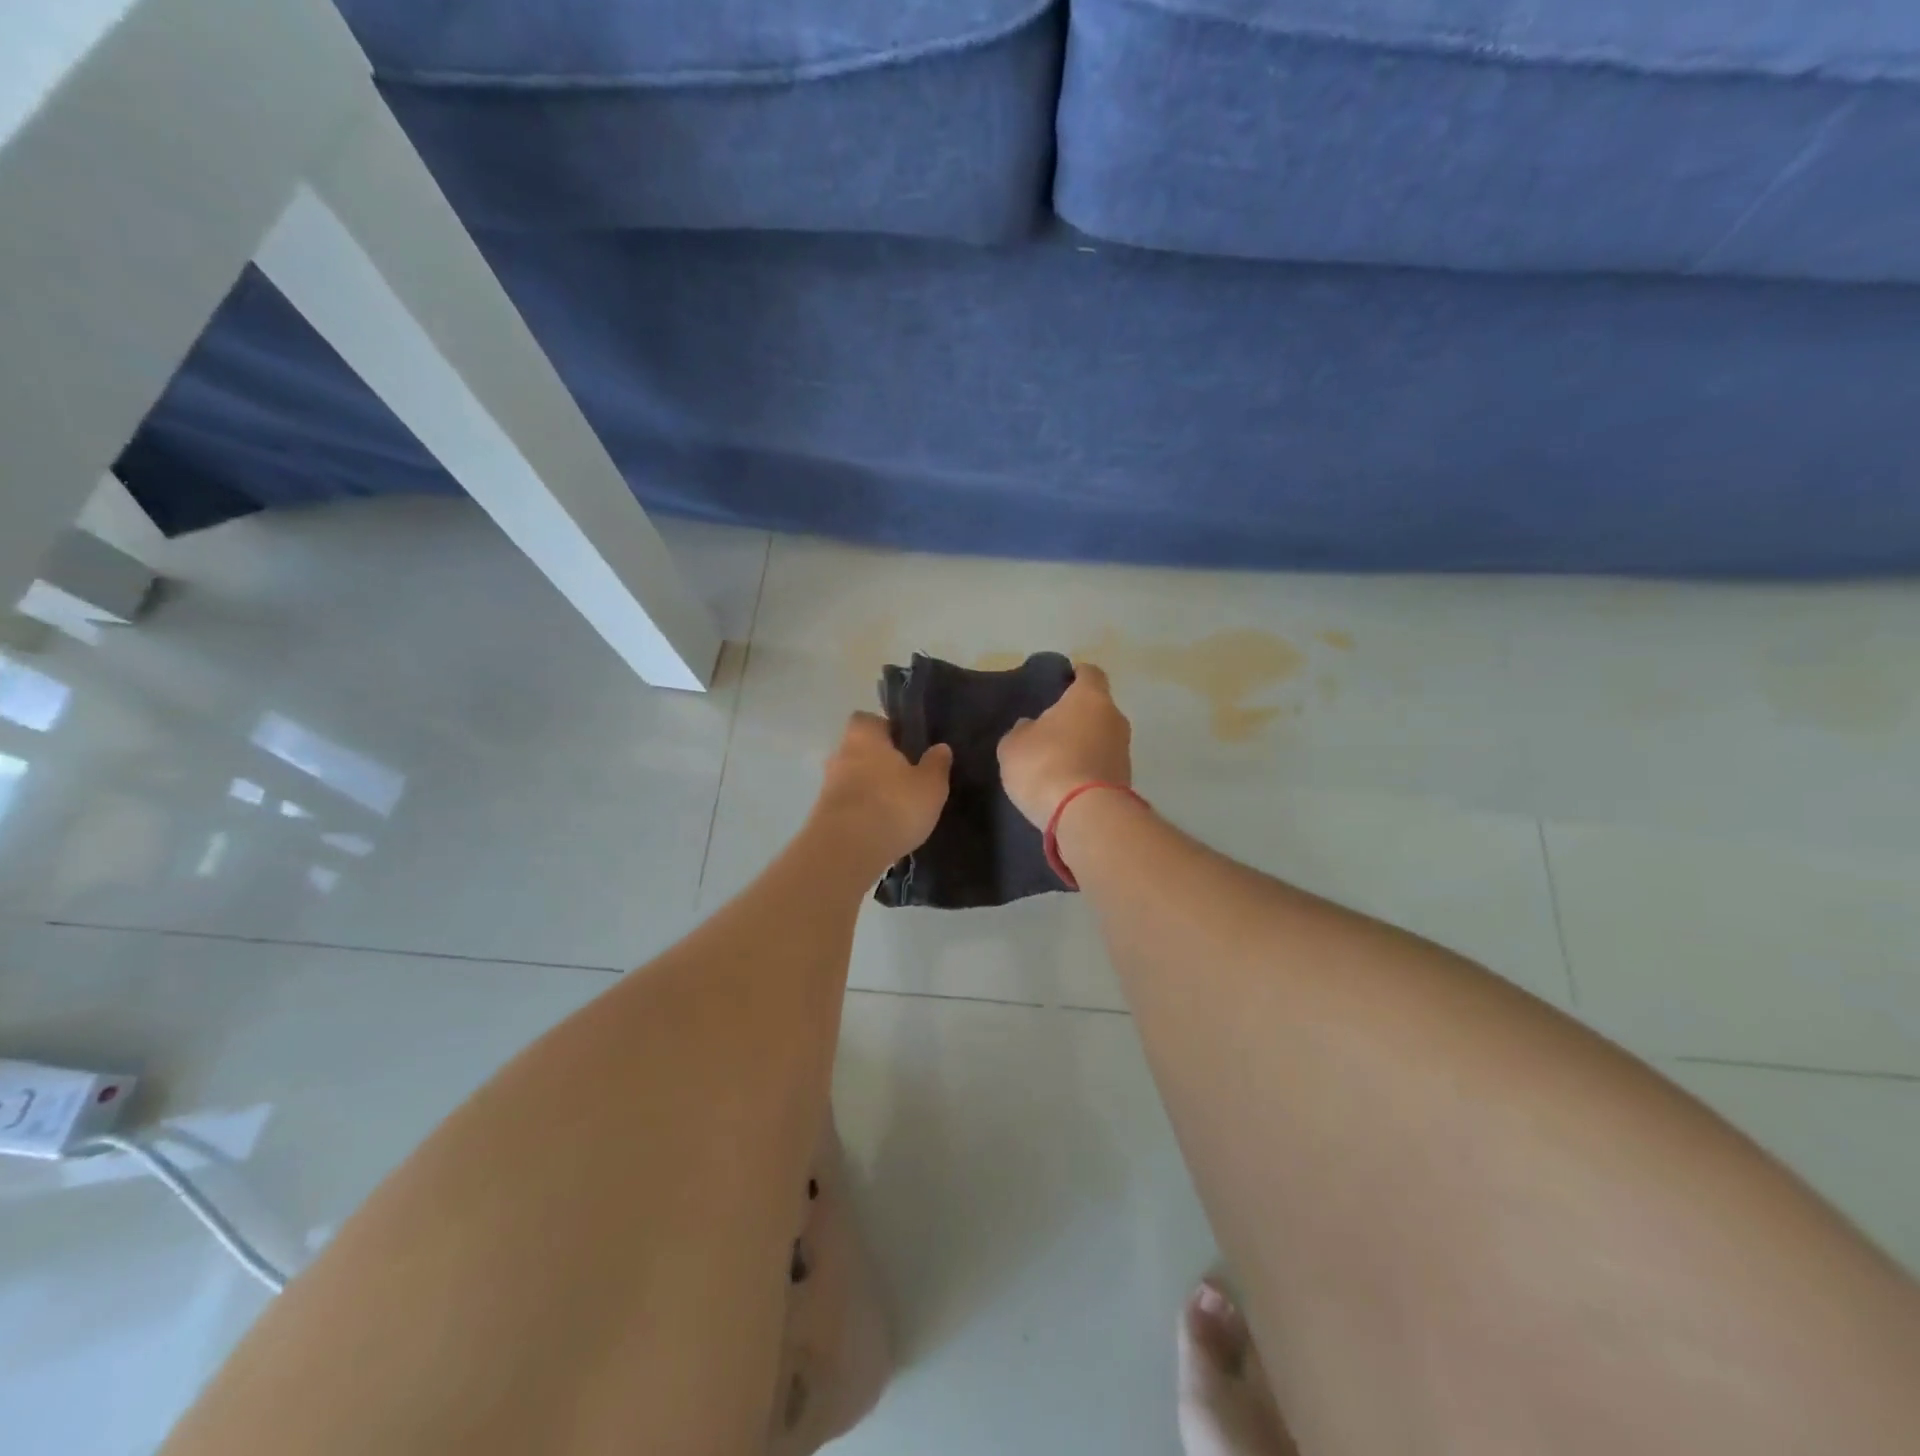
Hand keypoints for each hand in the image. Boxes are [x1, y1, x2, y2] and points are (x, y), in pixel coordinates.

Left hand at [811, 712, 953, 872]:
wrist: (847, 851)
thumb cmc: (893, 805)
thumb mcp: (930, 785)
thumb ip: (936, 764)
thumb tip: (941, 747)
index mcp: (864, 736)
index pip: (869, 720)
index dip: (886, 729)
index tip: (906, 745)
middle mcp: (840, 755)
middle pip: (859, 750)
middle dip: (879, 762)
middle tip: (906, 778)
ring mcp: (827, 787)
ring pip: (853, 780)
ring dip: (870, 790)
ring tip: (897, 808)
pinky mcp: (823, 817)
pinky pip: (848, 806)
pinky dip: (862, 813)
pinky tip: (881, 829)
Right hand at [997, 663, 1132, 828]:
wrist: (1084, 815)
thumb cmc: (1045, 764)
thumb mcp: (1014, 745)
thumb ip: (1023, 730)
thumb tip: (1032, 727)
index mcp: (1090, 697)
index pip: (1089, 673)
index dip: (1075, 676)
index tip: (1059, 685)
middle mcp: (1115, 718)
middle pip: (1097, 708)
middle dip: (1077, 716)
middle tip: (1050, 729)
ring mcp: (1124, 751)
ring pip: (1102, 738)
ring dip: (1084, 746)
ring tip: (1056, 762)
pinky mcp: (1126, 781)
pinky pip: (1103, 766)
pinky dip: (1088, 770)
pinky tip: (1067, 784)